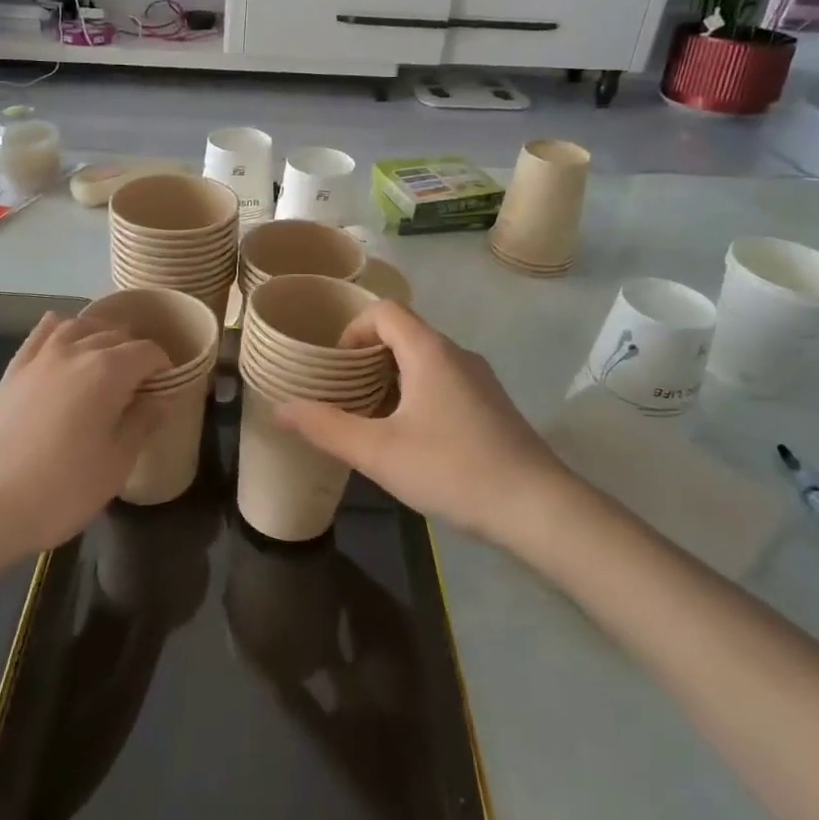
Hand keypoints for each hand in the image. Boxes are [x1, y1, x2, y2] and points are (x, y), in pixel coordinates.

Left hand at [0, 313, 169, 556]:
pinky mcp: (12, 370)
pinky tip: (66, 343)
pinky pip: (43, 333)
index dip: (164, 367)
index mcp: (108, 370)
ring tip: (109, 363)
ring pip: (80, 325)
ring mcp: (39, 357)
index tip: (167, 390)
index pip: (148, 351)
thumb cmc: (58, 490)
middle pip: (116, 334)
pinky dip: (62, 330)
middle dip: (136, 352)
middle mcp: (75, 350)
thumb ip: (143, 422)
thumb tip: (161, 396)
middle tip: (142, 385)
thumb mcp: (116, 464)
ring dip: (102, 336)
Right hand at [275, 301, 558, 540]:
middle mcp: (457, 354)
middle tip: (344, 395)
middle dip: (366, 358)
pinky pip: (444, 381)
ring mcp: (480, 379)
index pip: (384, 311)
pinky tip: (412, 439)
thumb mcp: (378, 452)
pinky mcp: (492, 405)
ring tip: (371, 419)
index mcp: (430, 351)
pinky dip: (417, 394)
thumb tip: (280, 408)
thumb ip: (325, 427)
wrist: (538, 508)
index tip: (336, 369)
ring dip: (391, 379)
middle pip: (403, 333)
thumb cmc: (452, 470)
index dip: (352, 330)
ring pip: (424, 360)